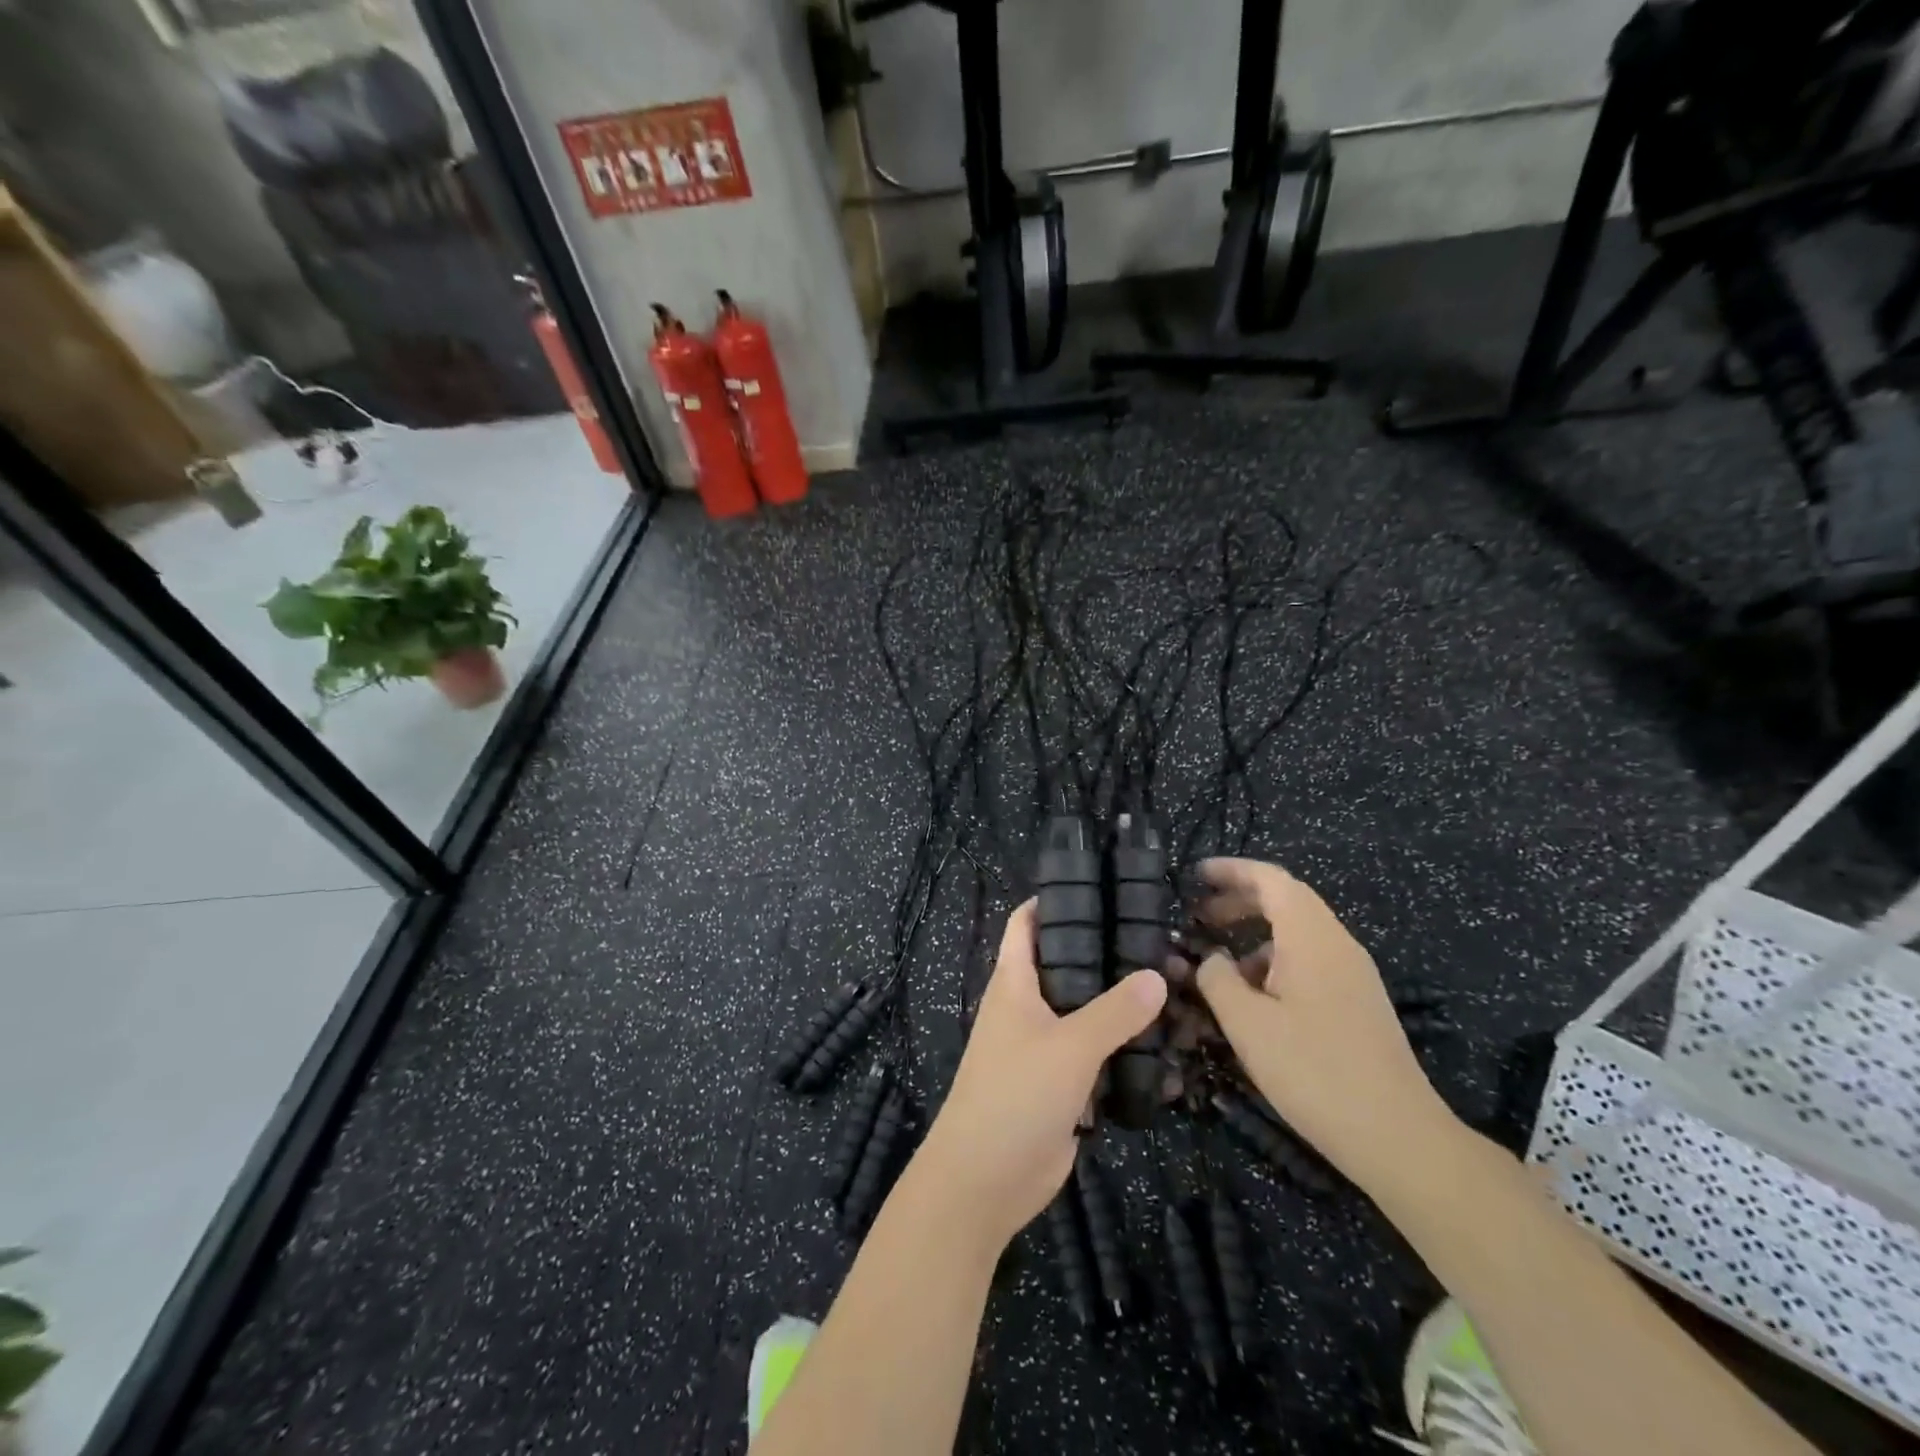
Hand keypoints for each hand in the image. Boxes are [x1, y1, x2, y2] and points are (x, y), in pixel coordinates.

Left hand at [917, 900, 1165, 1251]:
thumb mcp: (1069, 1046)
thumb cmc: (1015, 1096)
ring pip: (1086, 1014)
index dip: (1053, 902)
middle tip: (1159, 945)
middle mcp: (1027, 1007)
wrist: (984, 1181)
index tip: (1099, 889)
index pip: (1026, 924)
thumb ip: (1115, 1011)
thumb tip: (1157, 975)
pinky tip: (1165, 1049)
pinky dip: (1124, 1051)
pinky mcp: (1061, 1085)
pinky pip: (1096, 1057)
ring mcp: (1043, 1048)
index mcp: (1014, 983)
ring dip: (1122, 1007)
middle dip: (1106, 956)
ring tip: (1175, 992)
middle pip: (1066, 967)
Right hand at [1192, 857, 1455, 1192]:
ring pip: (1298, 935)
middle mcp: (1337, 945)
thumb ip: (1217, 979)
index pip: (1270, 879)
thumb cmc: (1313, 1070)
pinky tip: (1255, 1000)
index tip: (1196, 875)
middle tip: (1199, 916)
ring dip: (1255, 936)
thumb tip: (1211, 958)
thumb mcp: (1247, 1024)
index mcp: (1311, 937)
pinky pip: (1310, 962)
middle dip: (1239, 901)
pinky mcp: (1358, 1003)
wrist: (1397, 1136)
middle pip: (1286, 901)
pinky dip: (1275, 963)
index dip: (1231, 870)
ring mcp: (1353, 974)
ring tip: (1220, 965)